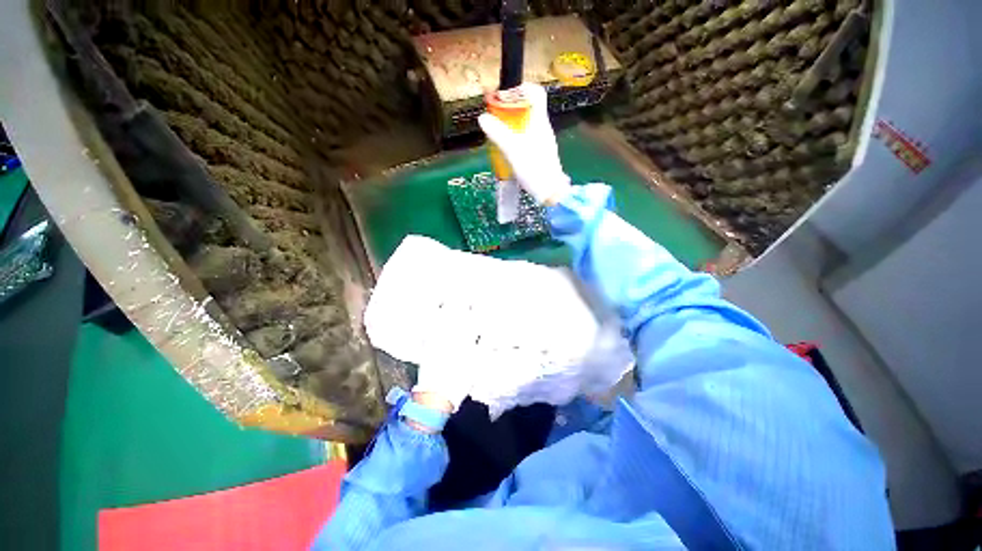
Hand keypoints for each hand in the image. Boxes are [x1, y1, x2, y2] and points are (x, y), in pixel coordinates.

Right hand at [478, 83, 570, 205]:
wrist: (550, 192)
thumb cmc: (534, 169)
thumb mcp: (513, 151)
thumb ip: (498, 134)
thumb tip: (483, 117)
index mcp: (540, 121)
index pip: (536, 93)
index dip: (521, 89)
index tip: (504, 96)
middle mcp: (543, 127)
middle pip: (529, 108)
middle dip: (511, 109)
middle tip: (496, 118)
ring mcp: (543, 141)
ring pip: (527, 124)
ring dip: (513, 125)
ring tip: (498, 134)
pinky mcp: (541, 153)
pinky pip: (528, 137)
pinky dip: (517, 137)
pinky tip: (508, 149)